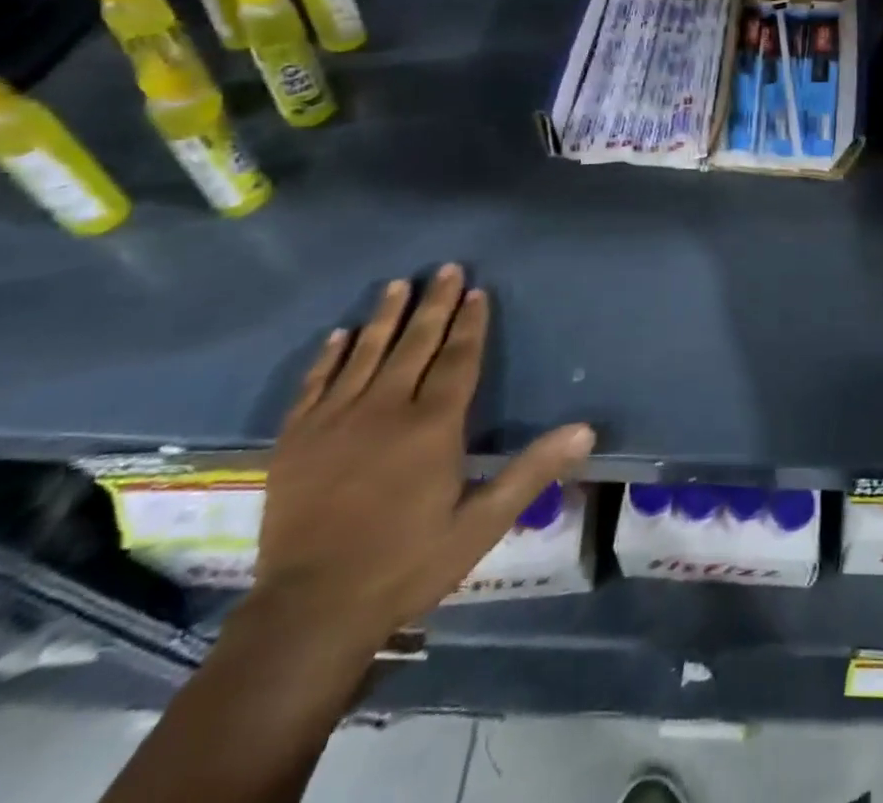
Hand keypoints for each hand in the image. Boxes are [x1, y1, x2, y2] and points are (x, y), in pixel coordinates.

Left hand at [251, 264, 594, 650]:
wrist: (309, 614)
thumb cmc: (406, 564)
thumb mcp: (482, 524)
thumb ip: (532, 471)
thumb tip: (585, 430)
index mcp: (432, 426)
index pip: (458, 359)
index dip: (470, 323)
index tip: (477, 290)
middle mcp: (385, 410)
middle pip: (415, 344)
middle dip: (434, 304)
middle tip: (445, 269)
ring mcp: (335, 422)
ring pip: (365, 354)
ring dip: (384, 316)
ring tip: (397, 285)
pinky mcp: (297, 440)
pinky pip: (315, 384)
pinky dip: (329, 357)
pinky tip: (339, 335)